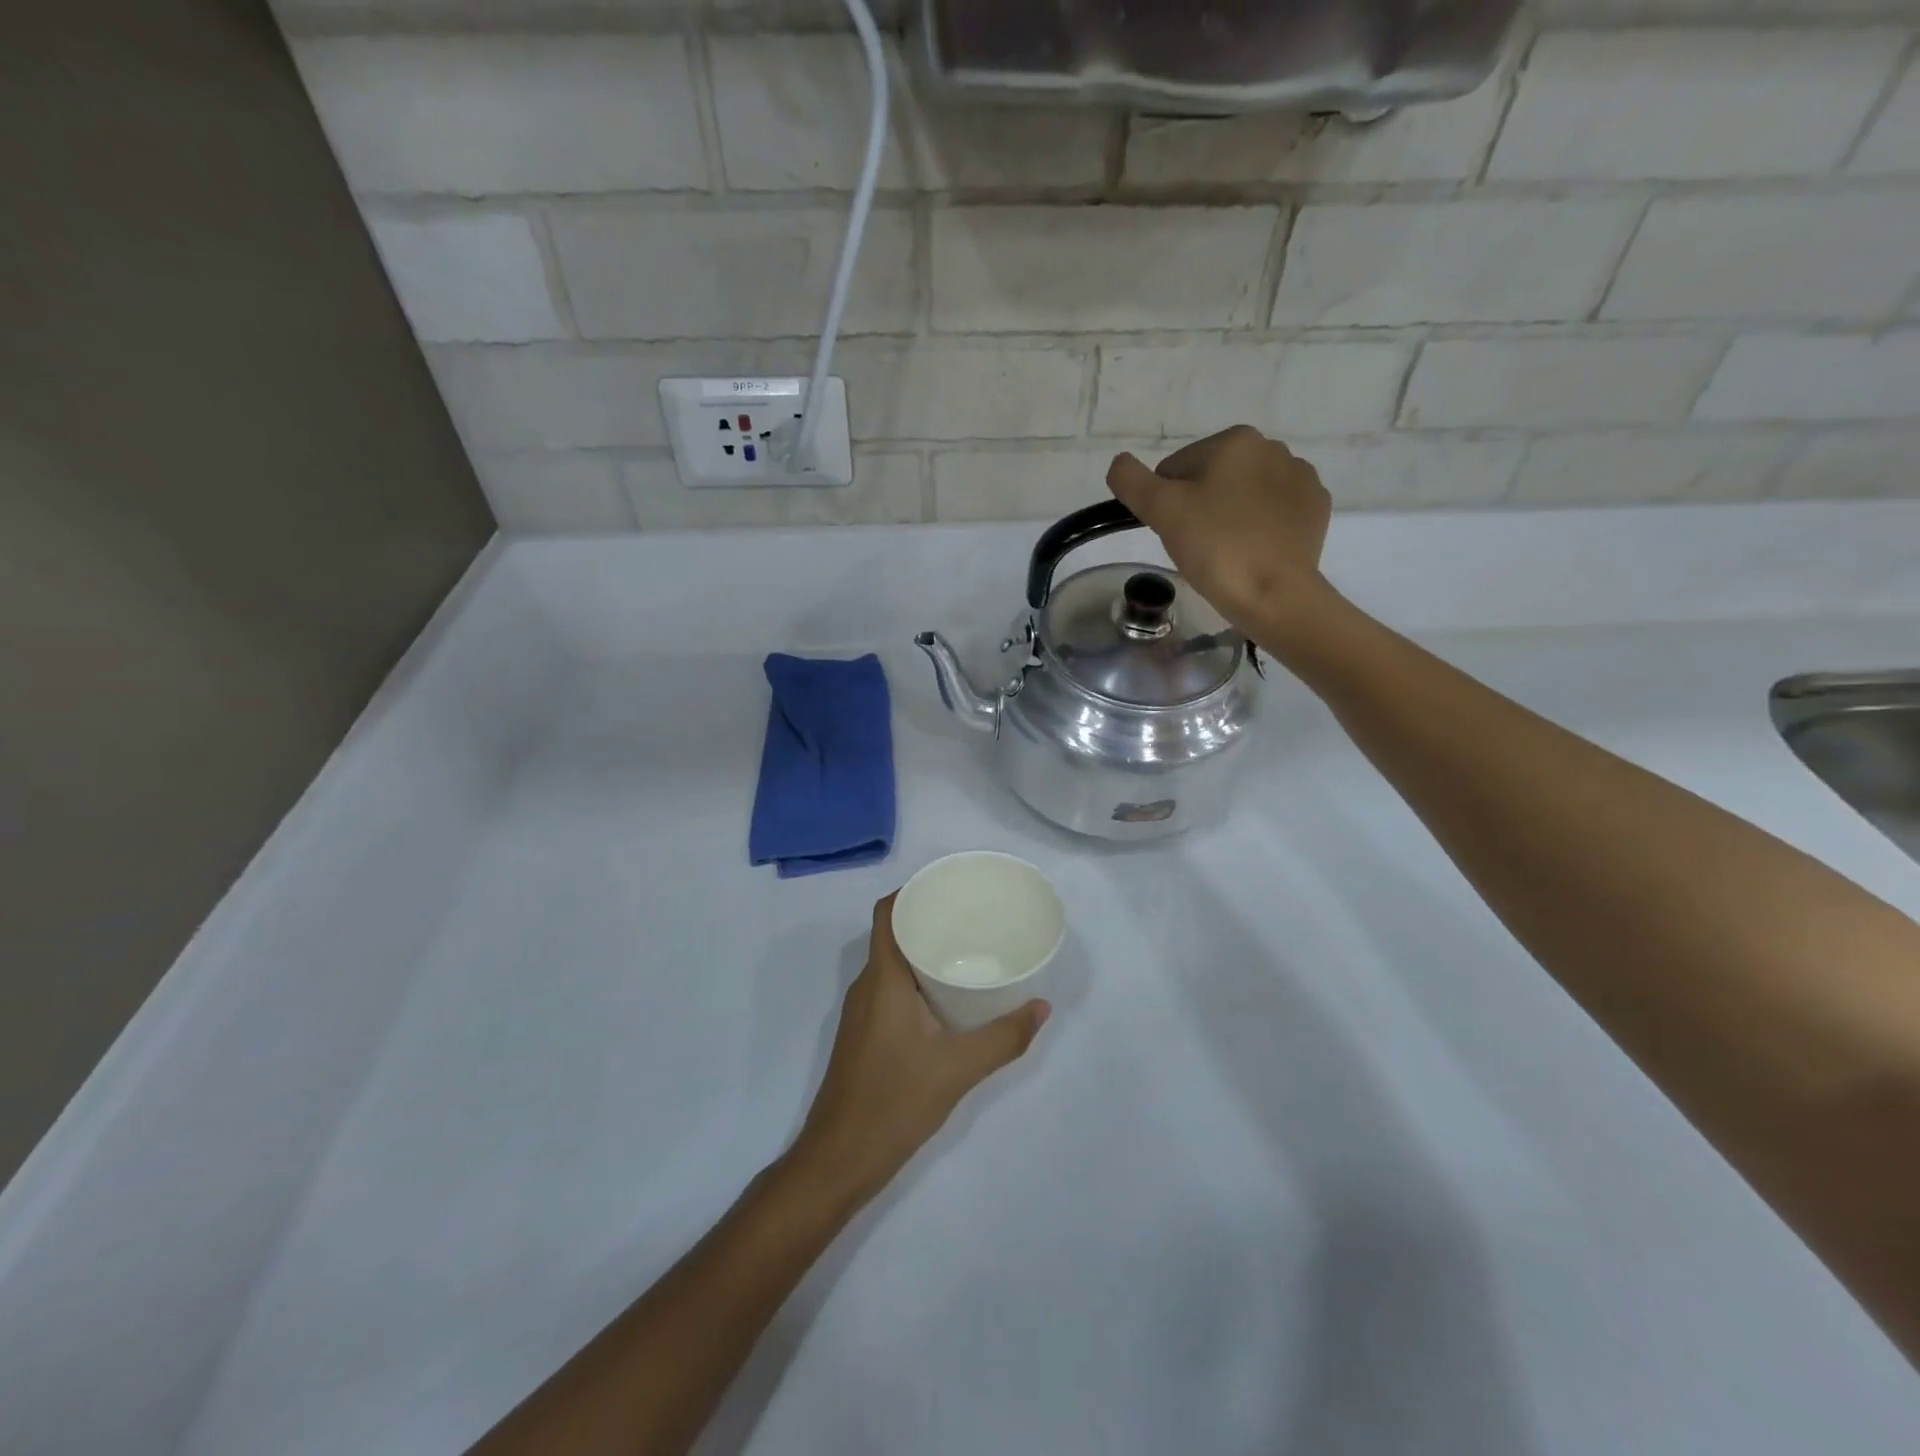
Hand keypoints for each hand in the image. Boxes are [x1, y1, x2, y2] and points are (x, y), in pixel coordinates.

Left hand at [788, 895, 1048, 1207]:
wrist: (839, 1159)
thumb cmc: (894, 1101)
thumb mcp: (958, 1069)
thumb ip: (1004, 1037)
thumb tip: (1042, 1006)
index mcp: (883, 978)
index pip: (887, 913)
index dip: (912, 891)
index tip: (949, 887)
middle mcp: (867, 986)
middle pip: (893, 934)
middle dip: (928, 919)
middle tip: (972, 917)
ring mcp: (863, 1012)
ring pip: (893, 963)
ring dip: (924, 951)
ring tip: (967, 950)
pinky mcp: (865, 1034)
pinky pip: (892, 988)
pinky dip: (918, 980)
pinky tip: (948, 996)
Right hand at [1106, 426, 1333, 639]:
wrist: (1275, 594)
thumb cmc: (1216, 547)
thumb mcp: (1161, 511)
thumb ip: (1131, 481)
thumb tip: (1119, 464)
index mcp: (1236, 440)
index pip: (1177, 468)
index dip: (1167, 502)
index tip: (1175, 532)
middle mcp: (1274, 448)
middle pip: (1213, 478)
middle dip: (1200, 506)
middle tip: (1198, 545)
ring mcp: (1301, 479)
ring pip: (1244, 495)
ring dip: (1229, 516)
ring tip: (1226, 552)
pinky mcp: (1316, 510)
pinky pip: (1274, 512)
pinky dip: (1260, 528)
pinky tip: (1253, 552)